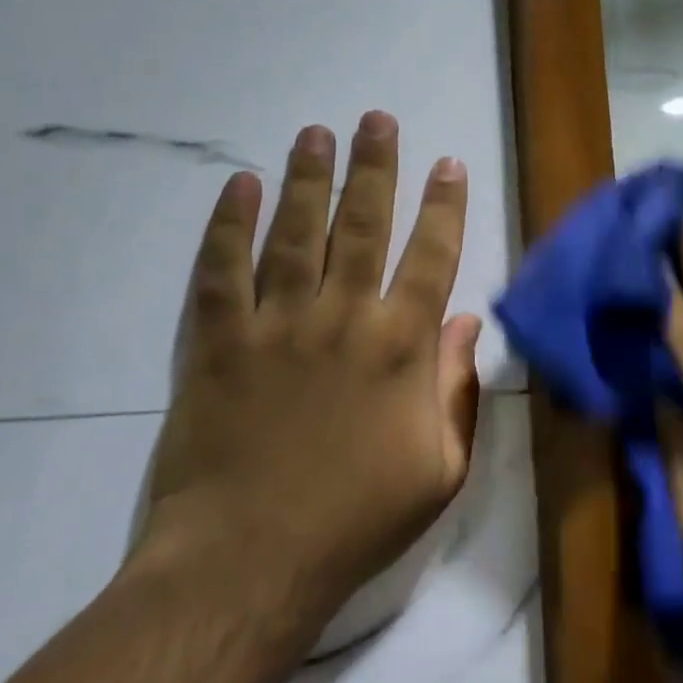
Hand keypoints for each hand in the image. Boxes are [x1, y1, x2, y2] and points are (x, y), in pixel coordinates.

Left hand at [137, 111, 482, 630]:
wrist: (248, 563)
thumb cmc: (355, 521)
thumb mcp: (439, 471)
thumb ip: (457, 392)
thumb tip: (465, 325)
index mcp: (401, 347)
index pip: (431, 256)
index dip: (443, 205)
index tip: (447, 163)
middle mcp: (342, 317)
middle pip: (363, 224)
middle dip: (374, 167)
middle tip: (376, 119)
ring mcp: (275, 324)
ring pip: (295, 232)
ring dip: (307, 178)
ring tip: (315, 133)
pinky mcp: (216, 342)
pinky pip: (221, 270)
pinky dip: (228, 224)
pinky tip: (237, 185)